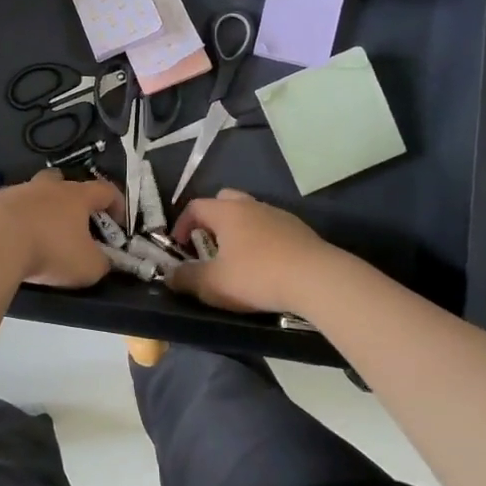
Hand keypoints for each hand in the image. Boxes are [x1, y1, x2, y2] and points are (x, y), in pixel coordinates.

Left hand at [0, 169, 124, 288]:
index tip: (120, 222)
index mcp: (76, 196)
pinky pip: (10, 208)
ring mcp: (18, 191)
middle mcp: (48, 187)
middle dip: (72, 198)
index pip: (105, 190)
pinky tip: (14, 241)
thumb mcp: (87, 267)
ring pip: (34, 193)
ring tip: (40, 235)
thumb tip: (103, 261)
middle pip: (64, 181)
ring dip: (41, 209)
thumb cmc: (49, 250)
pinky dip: (16, 221)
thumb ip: (102, 263)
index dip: (117, 204)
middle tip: (74, 221)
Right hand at [168, 189, 336, 314]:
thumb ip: (187, 279)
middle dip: (212, 220)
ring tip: (237, 258)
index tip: (180, 247)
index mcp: (227, 212)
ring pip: (250, 213)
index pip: (195, 206)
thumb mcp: (214, 284)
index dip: (182, 224)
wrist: (317, 278)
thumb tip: (169, 275)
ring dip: (238, 230)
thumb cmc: (258, 276)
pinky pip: (271, 227)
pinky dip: (261, 239)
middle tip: (208, 245)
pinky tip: (266, 264)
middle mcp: (251, 205)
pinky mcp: (299, 229)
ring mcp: (278, 214)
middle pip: (224, 200)